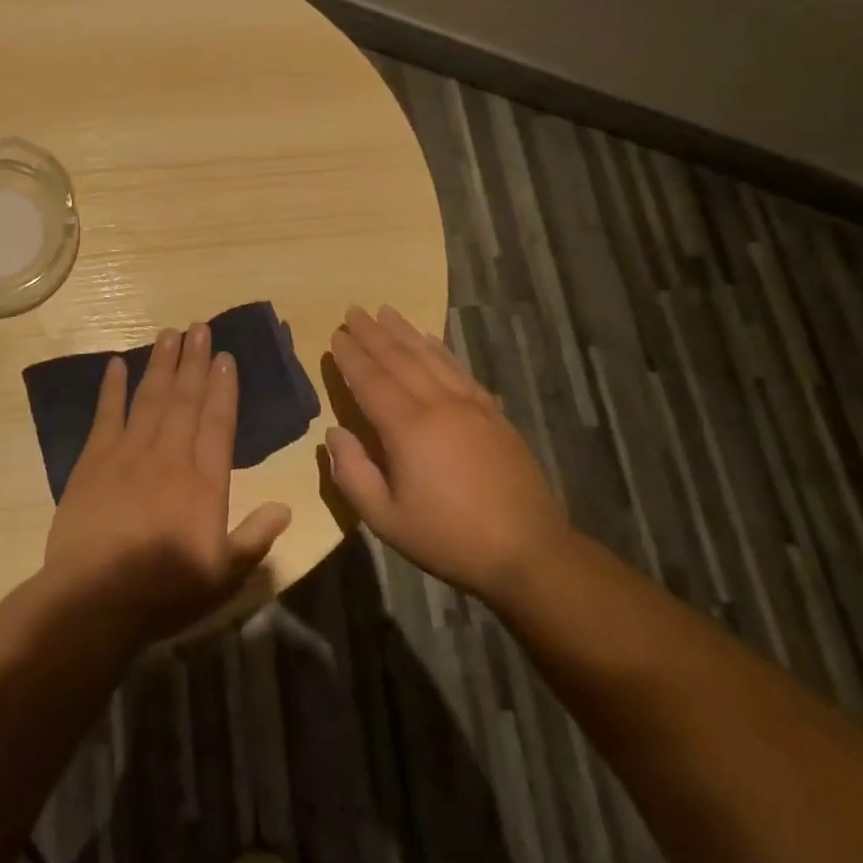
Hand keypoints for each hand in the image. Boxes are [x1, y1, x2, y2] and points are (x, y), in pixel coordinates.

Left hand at [44, 323, 292, 643]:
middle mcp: (170, 455)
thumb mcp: (223, 575)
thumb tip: (287, 507)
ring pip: (150, 398)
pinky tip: (116, 364)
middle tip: (199, 328)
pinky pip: (106, 414)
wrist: (95, 598)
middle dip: (194, 361)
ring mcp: (129, 452)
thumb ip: (256, 537)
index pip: (218, 422)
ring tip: (169, 333)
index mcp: (204, 481)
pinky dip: (111, 388)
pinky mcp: (93, 459)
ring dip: (161, 363)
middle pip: (185, 399)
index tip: (226, 357)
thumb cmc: (165, 589)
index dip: (224, 387)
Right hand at [324, 305, 570, 603]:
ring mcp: (470, 405)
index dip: (351, 357)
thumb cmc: (449, 538)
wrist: (529, 551)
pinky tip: (430, 339)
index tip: (336, 334)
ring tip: (386, 312)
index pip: (371, 381)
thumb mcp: (386, 520)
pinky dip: (440, 349)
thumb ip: (353, 475)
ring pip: (431, 357)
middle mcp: (438, 405)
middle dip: (373, 334)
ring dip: (405, 332)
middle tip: (353, 310)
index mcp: (408, 429)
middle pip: (400, 359)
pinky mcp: (493, 413)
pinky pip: (459, 369)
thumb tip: (334, 434)